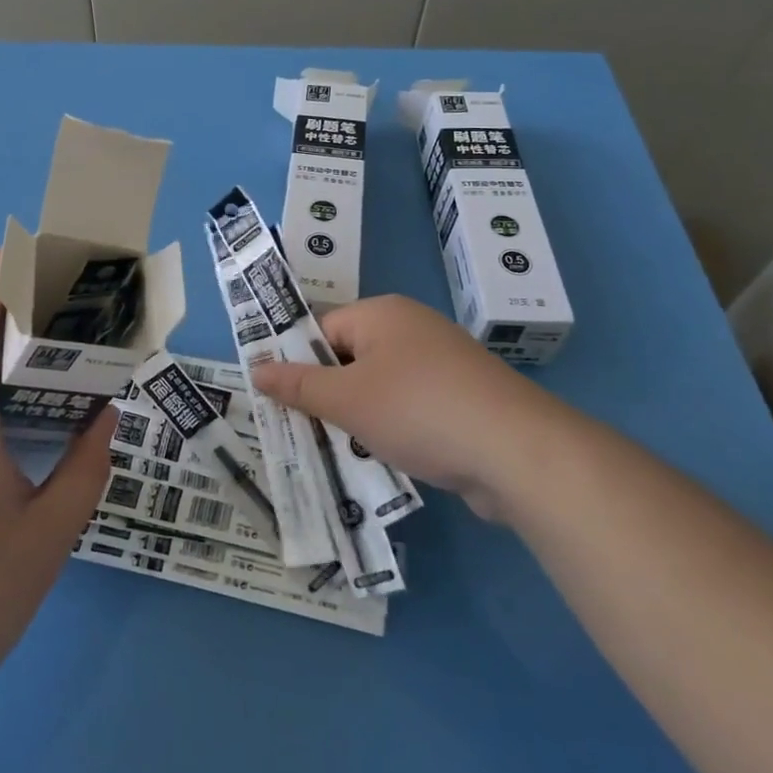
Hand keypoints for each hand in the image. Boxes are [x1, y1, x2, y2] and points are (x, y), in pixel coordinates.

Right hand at [249, 293, 569, 518]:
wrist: (516, 451)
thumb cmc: (417, 410)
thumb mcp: (346, 399)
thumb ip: (298, 386)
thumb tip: (256, 370)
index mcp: (382, 314)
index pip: (322, 330)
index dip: (297, 364)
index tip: (279, 402)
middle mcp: (412, 328)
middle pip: (350, 357)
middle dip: (327, 395)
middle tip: (302, 432)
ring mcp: (443, 363)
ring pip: (381, 387)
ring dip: (359, 418)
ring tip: (338, 450)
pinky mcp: (464, 398)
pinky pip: (412, 407)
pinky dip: (394, 429)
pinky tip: (384, 458)